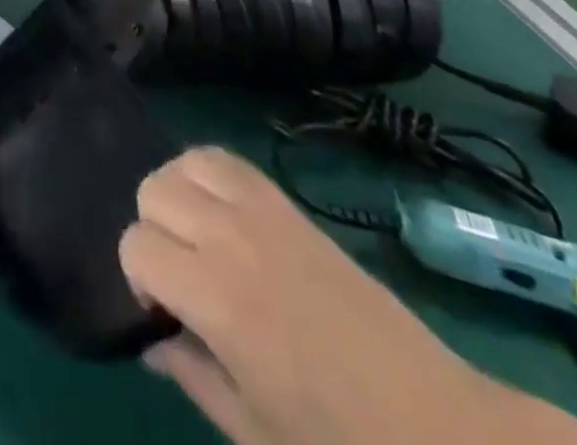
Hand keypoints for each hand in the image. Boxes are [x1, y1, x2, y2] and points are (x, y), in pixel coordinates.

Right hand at [119, 149, 576, 444]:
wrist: (440, 428)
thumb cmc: (341, 444)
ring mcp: (262, 213)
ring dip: (176, 195)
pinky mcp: (287, 204)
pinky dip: (206, 174)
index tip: (165, 314)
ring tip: (197, 239)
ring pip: (182, 164)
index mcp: (215, 298)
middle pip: (152, 191)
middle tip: (182, 279)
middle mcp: (229, 238)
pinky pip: (225, 159)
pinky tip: (221, 215)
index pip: (136, 245)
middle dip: (153, 231)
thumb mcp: (253, 430)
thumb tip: (151, 341)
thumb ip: (191, 374)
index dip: (138, 279)